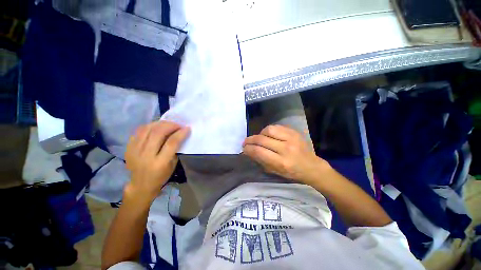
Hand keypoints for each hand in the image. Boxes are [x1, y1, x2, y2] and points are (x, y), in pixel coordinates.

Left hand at [124, 121, 189, 202]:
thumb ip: (175, 149)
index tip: (187, 128)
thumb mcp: (173, 165)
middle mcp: (146, 155)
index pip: (171, 143)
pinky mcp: (128, 148)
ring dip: (160, 123)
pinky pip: (139, 131)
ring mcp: (135, 151)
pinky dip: (150, 126)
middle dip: (170, 125)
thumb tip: (179, 134)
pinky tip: (157, 126)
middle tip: (178, 125)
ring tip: (168, 124)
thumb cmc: (161, 176)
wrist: (140, 185)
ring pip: (147, 129)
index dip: (180, 133)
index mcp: (160, 163)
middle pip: (158, 133)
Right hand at [243, 125, 328, 184]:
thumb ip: (261, 160)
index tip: (243, 148)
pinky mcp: (294, 132)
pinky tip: (268, 135)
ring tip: (259, 138)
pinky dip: (269, 130)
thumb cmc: (292, 173)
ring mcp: (291, 138)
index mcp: (281, 162)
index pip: (259, 151)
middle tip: (246, 142)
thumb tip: (248, 151)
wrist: (312, 166)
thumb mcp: (275, 171)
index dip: (248, 149)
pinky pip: (276, 127)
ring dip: (260, 134)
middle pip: (262, 139)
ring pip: (268, 130)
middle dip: (250, 140)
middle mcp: (286, 149)